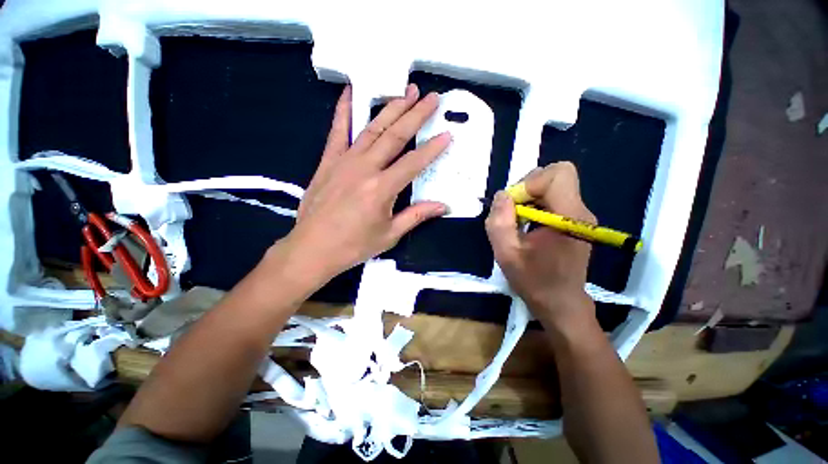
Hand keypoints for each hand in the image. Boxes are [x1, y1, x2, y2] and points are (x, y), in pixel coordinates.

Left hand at [276, 84, 450, 286]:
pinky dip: (344, 110)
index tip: (447, 134)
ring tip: (407, 91)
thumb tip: (443, 206)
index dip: (432, 149)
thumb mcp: (390, 234)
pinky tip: (351, 91)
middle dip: (416, 115)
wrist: (312, 248)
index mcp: (382, 189)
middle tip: (431, 98)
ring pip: (372, 128)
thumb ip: (417, 216)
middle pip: (395, 136)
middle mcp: (365, 168)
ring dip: (391, 108)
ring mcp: (344, 161)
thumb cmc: (354, 245)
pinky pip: (337, 131)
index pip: (414, 163)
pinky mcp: (328, 161)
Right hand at [485, 162, 596, 330]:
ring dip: (530, 197)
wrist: (561, 304)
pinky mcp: (575, 222)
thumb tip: (501, 195)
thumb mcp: (506, 254)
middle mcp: (580, 211)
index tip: (513, 207)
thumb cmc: (534, 281)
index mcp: (569, 217)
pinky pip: (554, 199)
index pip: (558, 174)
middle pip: (556, 175)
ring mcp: (580, 216)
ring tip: (517, 221)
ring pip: (554, 186)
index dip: (530, 183)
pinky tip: (527, 225)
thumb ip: (499, 222)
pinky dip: (536, 205)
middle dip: (528, 187)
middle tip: (512, 212)